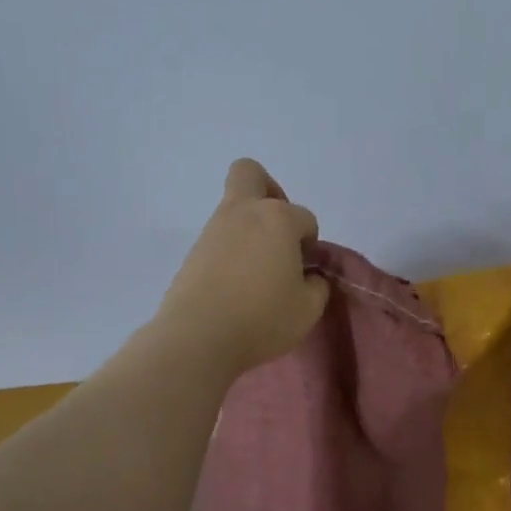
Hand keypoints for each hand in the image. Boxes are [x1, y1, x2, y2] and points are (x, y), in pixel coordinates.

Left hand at [155, 158, 330, 375]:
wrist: (198, 337)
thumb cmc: (262, 318)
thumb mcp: (308, 309)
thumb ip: (317, 286)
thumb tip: (309, 277)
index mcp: (278, 219)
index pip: (305, 218)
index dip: (310, 243)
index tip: (305, 270)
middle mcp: (243, 213)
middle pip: (250, 173)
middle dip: (269, 191)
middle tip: (279, 230)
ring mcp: (213, 230)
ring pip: (233, 208)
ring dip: (250, 227)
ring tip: (259, 270)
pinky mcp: (193, 252)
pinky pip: (219, 238)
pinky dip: (232, 250)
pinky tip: (238, 283)